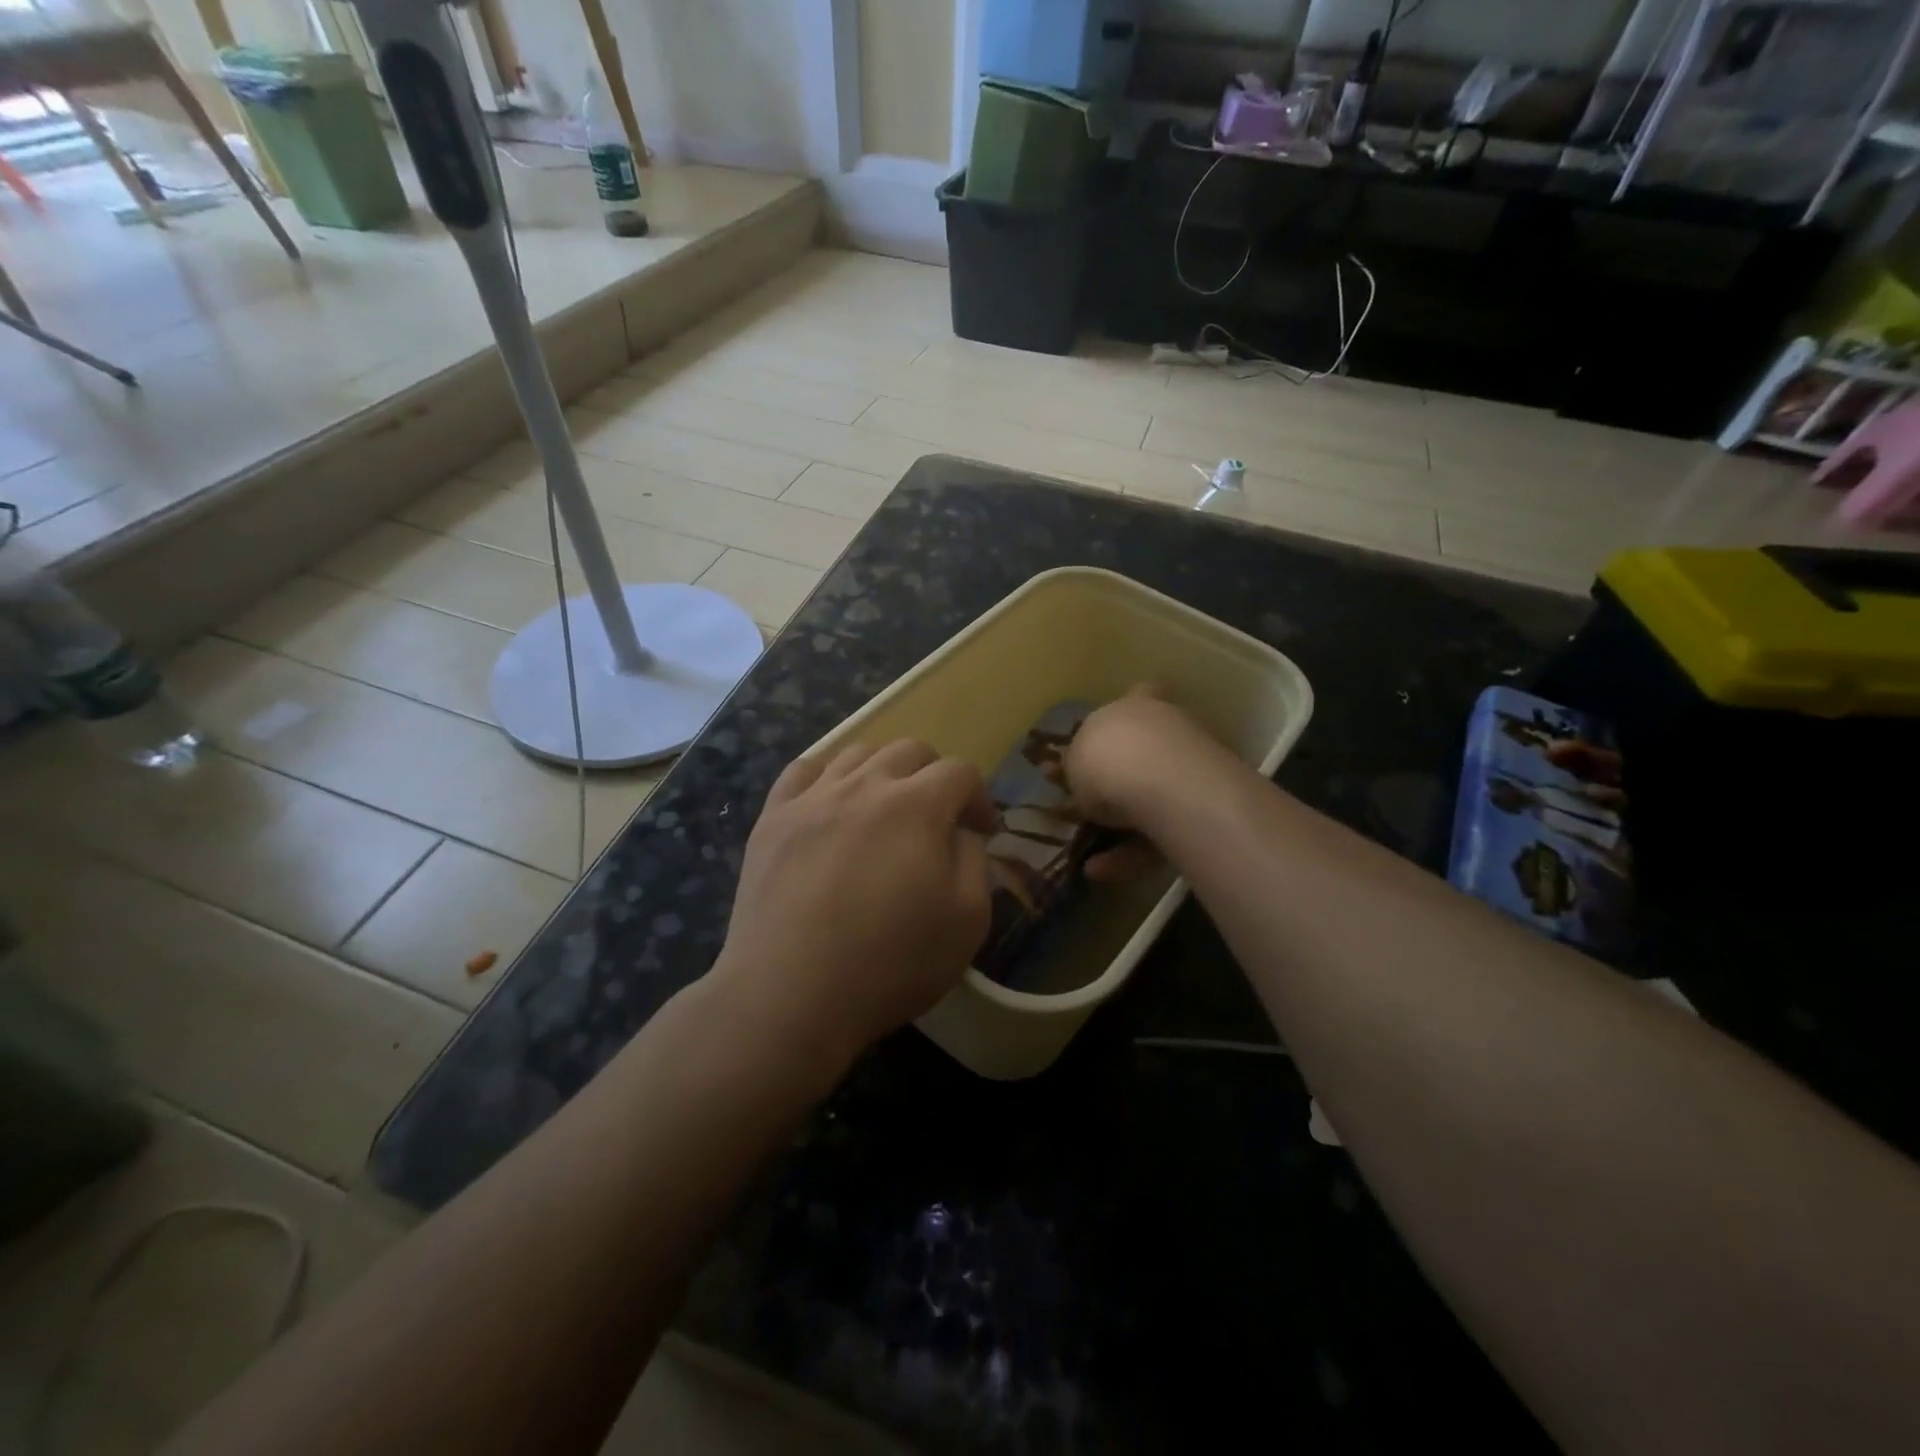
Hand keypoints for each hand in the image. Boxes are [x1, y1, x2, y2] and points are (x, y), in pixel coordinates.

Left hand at [711, 741, 995, 1076]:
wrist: (791, 994)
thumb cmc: (890, 963)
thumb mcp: (967, 920)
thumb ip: (975, 860)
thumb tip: (961, 831)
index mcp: (917, 805)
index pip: (960, 771)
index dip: (978, 797)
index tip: (982, 830)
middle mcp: (865, 785)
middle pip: (909, 750)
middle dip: (934, 776)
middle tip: (937, 818)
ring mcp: (812, 797)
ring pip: (857, 753)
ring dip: (883, 771)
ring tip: (884, 809)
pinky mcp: (772, 818)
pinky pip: (802, 771)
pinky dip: (826, 775)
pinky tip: (831, 803)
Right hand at [1065, 689, 1220, 880]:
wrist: (1162, 783)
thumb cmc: (1108, 758)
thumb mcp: (1074, 760)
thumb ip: (1078, 763)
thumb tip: (1080, 771)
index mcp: (1137, 705)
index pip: (1140, 693)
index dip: (1128, 714)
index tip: (1113, 735)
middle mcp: (1170, 728)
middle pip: (1146, 752)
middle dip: (1124, 780)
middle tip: (1094, 809)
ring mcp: (1193, 767)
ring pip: (1153, 799)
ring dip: (1122, 827)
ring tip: (1090, 858)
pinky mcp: (1205, 808)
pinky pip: (1162, 830)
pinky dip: (1133, 852)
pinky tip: (1100, 871)